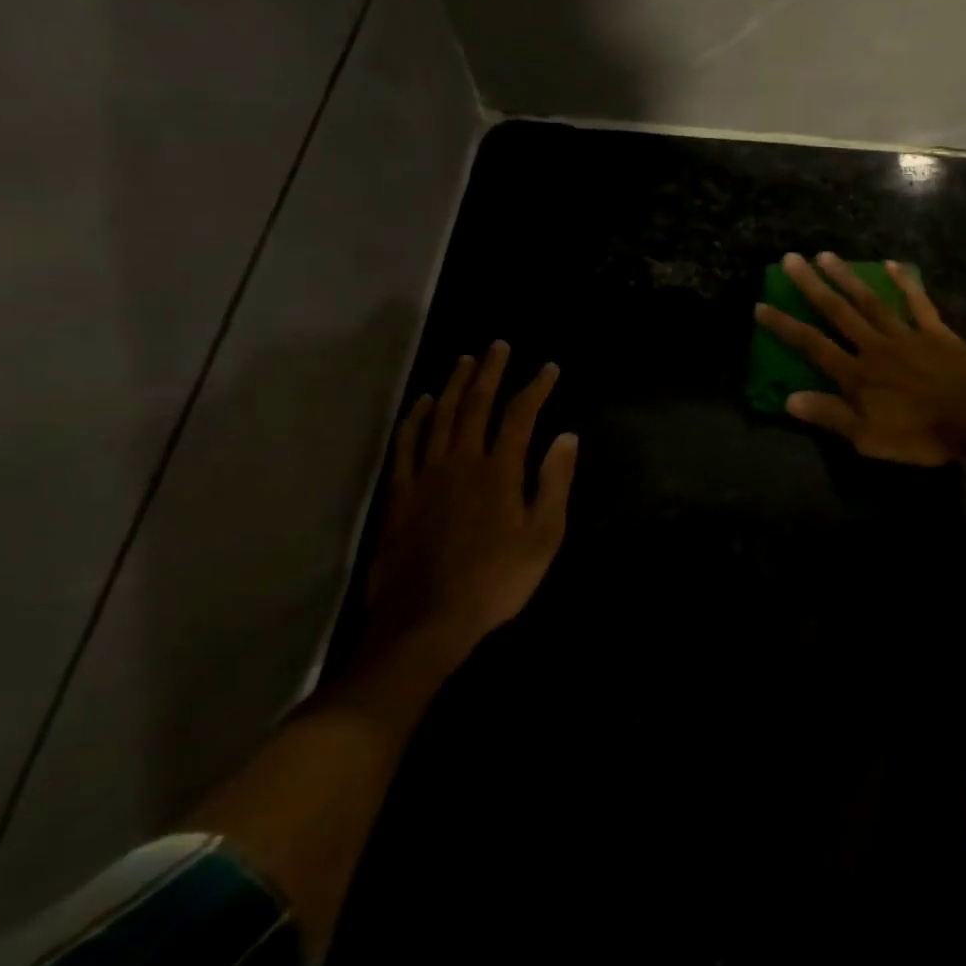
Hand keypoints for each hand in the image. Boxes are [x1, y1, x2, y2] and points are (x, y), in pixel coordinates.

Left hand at [364, 340, 578, 663]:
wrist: (426, 620)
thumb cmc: (496, 580)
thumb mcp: (543, 536)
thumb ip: (554, 482)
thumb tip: (566, 437)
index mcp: (500, 471)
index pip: (520, 415)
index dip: (535, 388)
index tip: (548, 367)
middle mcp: (462, 461)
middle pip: (475, 405)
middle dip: (490, 372)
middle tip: (498, 345)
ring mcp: (426, 476)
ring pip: (439, 417)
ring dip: (453, 385)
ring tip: (464, 361)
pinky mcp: (400, 494)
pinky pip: (406, 445)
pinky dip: (414, 419)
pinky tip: (420, 404)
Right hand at [754, 252, 965, 465]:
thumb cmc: (921, 433)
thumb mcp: (869, 438)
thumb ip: (830, 415)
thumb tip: (789, 399)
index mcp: (856, 375)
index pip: (812, 346)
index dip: (784, 327)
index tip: (761, 305)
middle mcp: (874, 346)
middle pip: (838, 312)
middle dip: (811, 286)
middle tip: (790, 259)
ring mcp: (906, 334)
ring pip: (870, 301)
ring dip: (847, 278)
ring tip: (826, 255)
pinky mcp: (934, 331)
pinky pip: (916, 302)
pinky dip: (904, 283)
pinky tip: (891, 264)